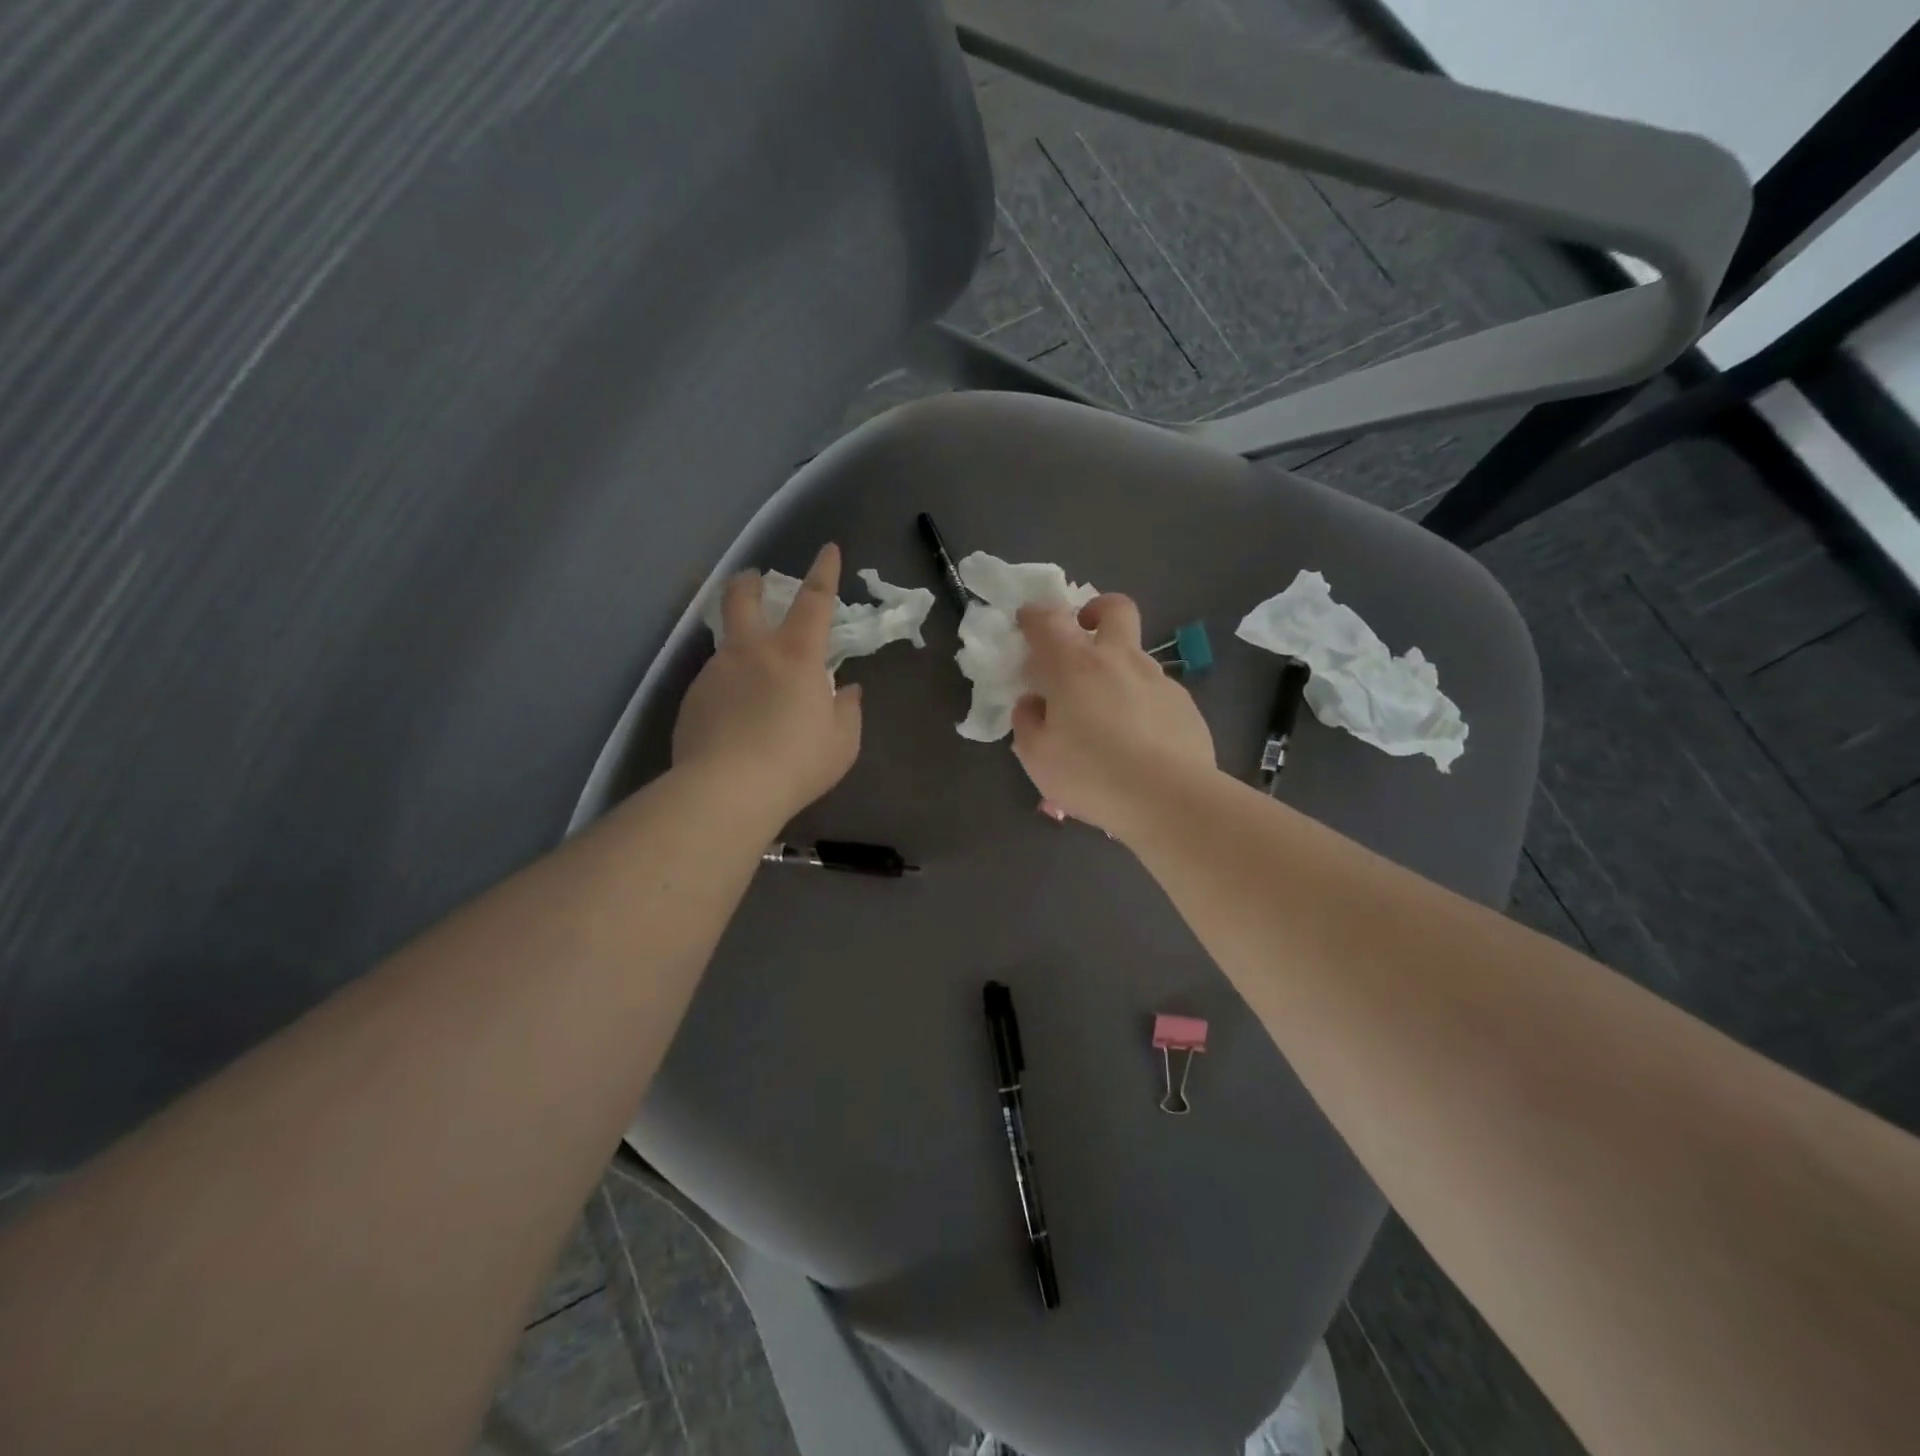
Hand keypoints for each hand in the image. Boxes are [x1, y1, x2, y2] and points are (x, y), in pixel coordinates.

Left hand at [673, 543, 861, 825]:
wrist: (726, 791)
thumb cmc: (797, 763)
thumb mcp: (842, 742)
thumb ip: (847, 710)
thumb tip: (847, 690)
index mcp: (796, 655)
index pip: (815, 600)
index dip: (824, 572)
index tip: (828, 549)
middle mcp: (751, 651)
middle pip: (742, 598)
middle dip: (749, 582)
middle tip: (754, 580)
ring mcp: (715, 672)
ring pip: (726, 644)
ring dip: (740, 647)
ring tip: (753, 681)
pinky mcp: (692, 699)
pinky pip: (714, 682)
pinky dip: (728, 688)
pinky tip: (733, 719)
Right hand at [1011, 595, 1217, 839]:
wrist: (1170, 799)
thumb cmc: (1092, 774)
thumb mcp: (1037, 757)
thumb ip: (1027, 722)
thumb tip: (1033, 703)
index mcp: (1074, 665)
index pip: (1048, 619)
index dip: (1034, 615)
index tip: (1027, 624)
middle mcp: (1119, 659)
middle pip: (1114, 608)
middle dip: (1095, 611)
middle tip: (1082, 639)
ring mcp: (1158, 679)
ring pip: (1135, 656)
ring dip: (1116, 670)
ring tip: (1106, 717)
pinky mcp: (1185, 705)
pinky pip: (1154, 693)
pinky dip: (1139, 705)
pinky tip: (1138, 742)